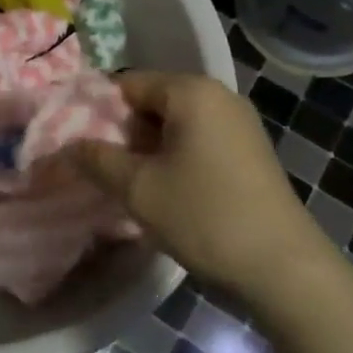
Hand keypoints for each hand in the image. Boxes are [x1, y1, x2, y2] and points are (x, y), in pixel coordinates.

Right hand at [70, 72, 328, 293]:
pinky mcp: (250, 152)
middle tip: (100, 168)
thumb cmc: (204, 216)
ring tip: (128, 183)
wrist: (284, 269)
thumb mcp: (138, 189)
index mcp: (191, 91)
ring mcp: (240, 124)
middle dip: (123, 132)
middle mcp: (219, 96)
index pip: (128, 84)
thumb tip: (67, 145)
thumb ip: (97, 159)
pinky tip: (165, 192)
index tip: (78, 143)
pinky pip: (198, 141)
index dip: (97, 111)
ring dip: (148, 149)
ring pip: (175, 125)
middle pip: (153, 102)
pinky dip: (175, 158)